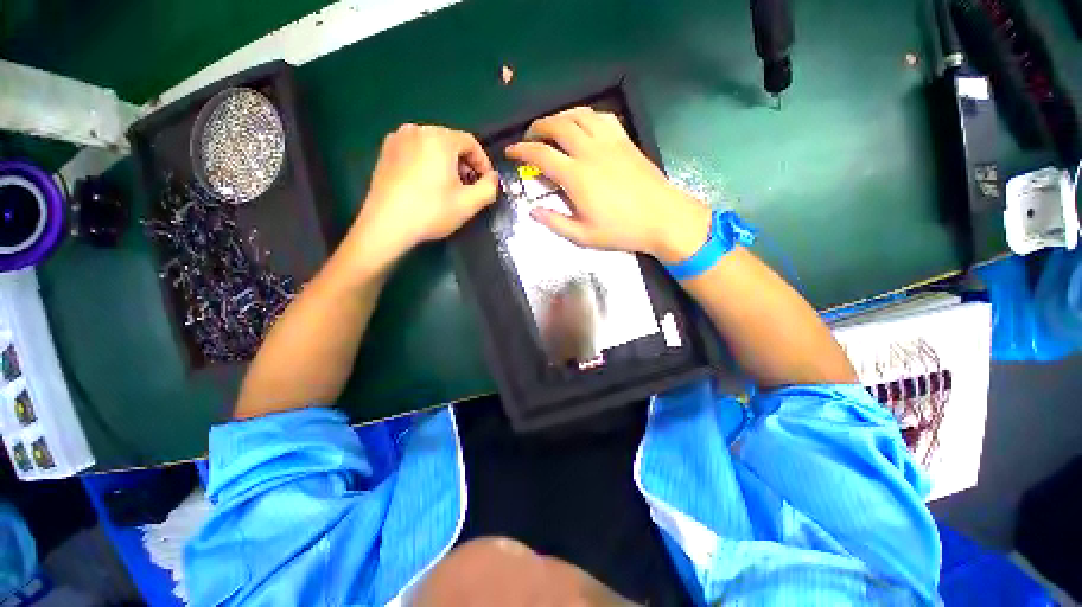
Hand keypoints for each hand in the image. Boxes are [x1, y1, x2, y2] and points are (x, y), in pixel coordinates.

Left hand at [352, 124, 498, 261]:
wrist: (387, 224)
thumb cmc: (432, 211)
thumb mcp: (469, 203)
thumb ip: (490, 187)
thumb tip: (492, 177)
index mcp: (439, 138)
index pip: (470, 142)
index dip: (483, 163)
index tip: (486, 182)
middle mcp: (416, 130)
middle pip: (451, 143)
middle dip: (464, 164)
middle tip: (469, 188)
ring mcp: (397, 139)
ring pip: (432, 147)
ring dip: (447, 164)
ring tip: (449, 188)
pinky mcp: (385, 152)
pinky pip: (415, 152)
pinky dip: (427, 164)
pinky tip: (427, 186)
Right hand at [505, 107, 709, 263]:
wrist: (662, 218)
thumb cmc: (622, 230)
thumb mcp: (583, 236)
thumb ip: (555, 222)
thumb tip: (533, 212)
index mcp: (577, 176)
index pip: (541, 155)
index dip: (522, 150)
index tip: (511, 151)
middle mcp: (590, 152)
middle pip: (558, 126)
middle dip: (538, 127)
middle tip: (529, 136)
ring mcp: (610, 142)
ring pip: (579, 115)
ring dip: (560, 116)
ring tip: (552, 126)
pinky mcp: (625, 140)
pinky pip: (602, 117)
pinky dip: (586, 115)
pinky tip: (583, 124)